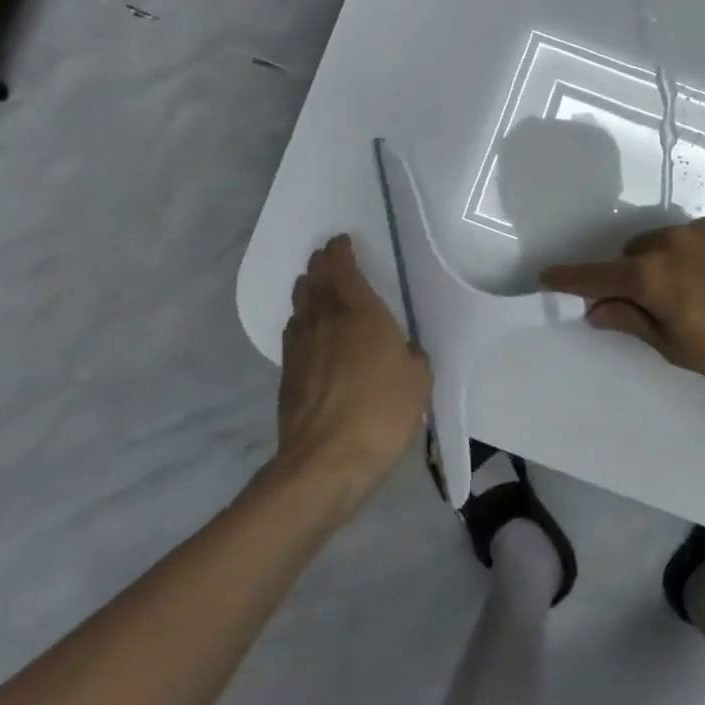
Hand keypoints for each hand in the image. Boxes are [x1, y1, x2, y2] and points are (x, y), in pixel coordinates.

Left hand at [278, 236, 430, 498]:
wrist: (326, 462)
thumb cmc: (382, 413)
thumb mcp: (418, 381)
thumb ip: (413, 356)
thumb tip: (405, 351)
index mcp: (361, 313)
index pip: (343, 268)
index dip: (340, 251)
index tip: (341, 242)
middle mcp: (326, 320)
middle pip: (315, 281)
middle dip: (321, 265)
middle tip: (326, 258)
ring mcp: (301, 346)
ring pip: (300, 305)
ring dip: (307, 290)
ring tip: (313, 286)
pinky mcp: (287, 373)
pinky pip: (293, 333)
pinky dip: (300, 322)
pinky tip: (305, 330)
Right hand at [541, 212, 704, 409]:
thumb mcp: (680, 349)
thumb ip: (634, 323)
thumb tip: (597, 309)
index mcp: (652, 275)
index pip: (597, 275)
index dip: (570, 278)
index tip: (548, 276)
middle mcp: (673, 240)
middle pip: (636, 253)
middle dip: (635, 275)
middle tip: (656, 305)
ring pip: (673, 241)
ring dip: (673, 262)